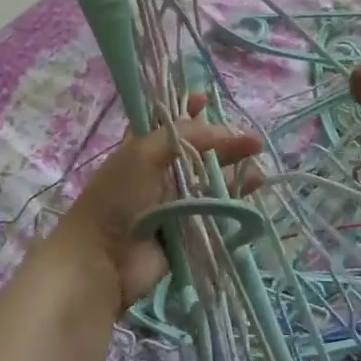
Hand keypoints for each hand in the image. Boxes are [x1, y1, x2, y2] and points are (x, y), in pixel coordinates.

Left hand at [49, 97, 262, 312]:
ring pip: (210, 181)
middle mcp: (159, 172)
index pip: (168, 123)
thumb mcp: (145, 153)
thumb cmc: (118, 198)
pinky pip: (215, 210)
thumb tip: (225, 131)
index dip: (187, 110)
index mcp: (142, 148)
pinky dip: (234, 199)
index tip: (208, 100)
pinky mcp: (187, 229)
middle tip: (254, 142)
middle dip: (225, 143)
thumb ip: (185, 136)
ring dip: (234, 171)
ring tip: (258, 167)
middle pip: (199, 151)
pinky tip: (253, 187)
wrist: (102, 260)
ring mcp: (174, 202)